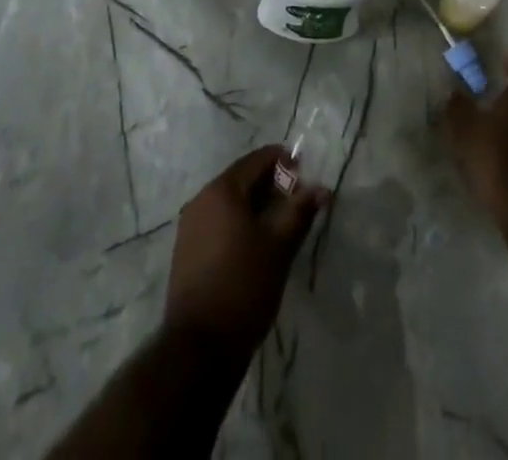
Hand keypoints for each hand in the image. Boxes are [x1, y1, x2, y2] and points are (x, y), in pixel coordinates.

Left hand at [164, 146, 326, 351]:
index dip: (283, 162)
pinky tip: (255, 244)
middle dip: (271, 185)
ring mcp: (190, 225)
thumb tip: (321, 189)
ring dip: (255, 205)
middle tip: (297, 203)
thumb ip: (300, 212)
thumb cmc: (244, 287)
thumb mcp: (279, 248)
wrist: (199, 347)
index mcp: (222, 190)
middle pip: (241, 179)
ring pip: (229, 202)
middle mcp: (201, 198)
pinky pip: (218, 221)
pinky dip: (238, 222)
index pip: (257, 160)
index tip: (305, 175)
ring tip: (280, 225)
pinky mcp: (186, 249)